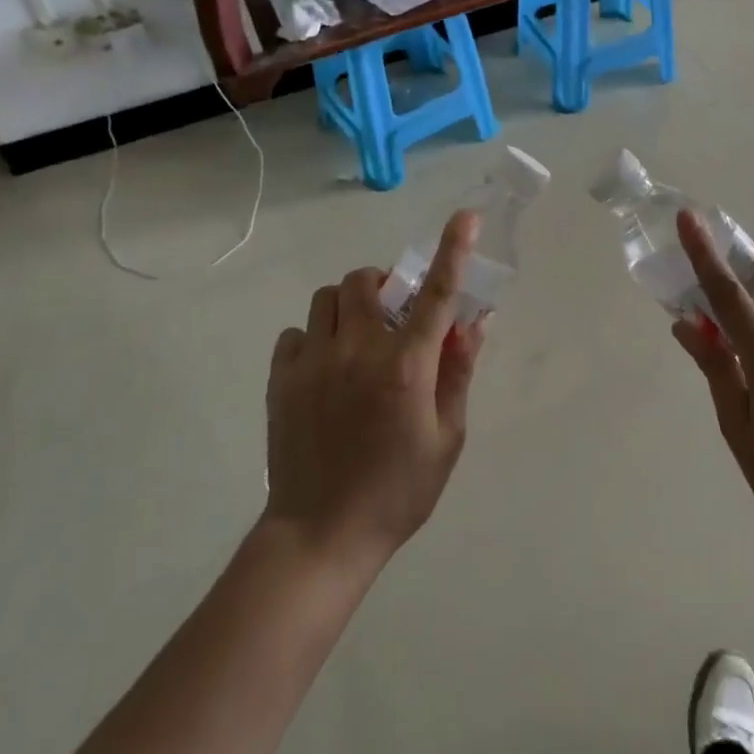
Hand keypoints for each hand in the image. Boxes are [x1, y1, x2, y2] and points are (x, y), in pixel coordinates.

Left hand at [263, 212, 487, 564]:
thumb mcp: (447, 438)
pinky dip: (315, 337)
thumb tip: (473, 322)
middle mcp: (359, 351)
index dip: (453, 250)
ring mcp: (313, 363)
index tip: (465, 217)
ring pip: (327, 299)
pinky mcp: (281, 380)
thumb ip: (459, 373)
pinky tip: (325, 368)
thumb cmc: (398, 491)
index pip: (436, 294)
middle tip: (395, 311)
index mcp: (407, 366)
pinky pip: (296, 333)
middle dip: (384, 283)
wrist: (320, 536)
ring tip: (358, 339)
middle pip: (365, 280)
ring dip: (349, 306)